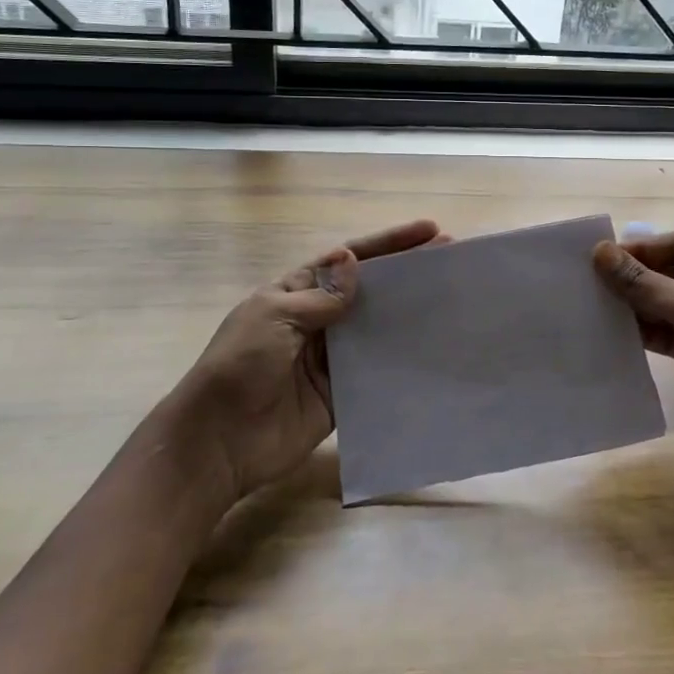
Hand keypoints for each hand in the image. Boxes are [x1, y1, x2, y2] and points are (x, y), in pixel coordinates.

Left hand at [172, 218, 447, 506]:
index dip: (388, 244)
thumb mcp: (274, 317)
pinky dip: (401, 362)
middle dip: (408, 275)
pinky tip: (433, 353)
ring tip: (453, 303)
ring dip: (410, 316)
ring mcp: (332, 359)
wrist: (220, 441)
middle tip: (452, 262)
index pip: (348, 260)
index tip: (430, 232)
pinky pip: (376, 373)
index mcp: (297, 292)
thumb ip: (320, 296)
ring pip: (378, 329)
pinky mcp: (342, 395)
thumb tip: (353, 261)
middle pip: (370, 291)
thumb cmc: (240, 366)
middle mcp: (319, 320)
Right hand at [593, 231, 673, 472]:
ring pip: (673, 304)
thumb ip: (644, 282)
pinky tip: (618, 332)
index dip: (644, 249)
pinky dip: (650, 331)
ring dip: (640, 305)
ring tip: (597, 305)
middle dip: (639, 278)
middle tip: (592, 280)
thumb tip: (600, 253)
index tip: (600, 256)